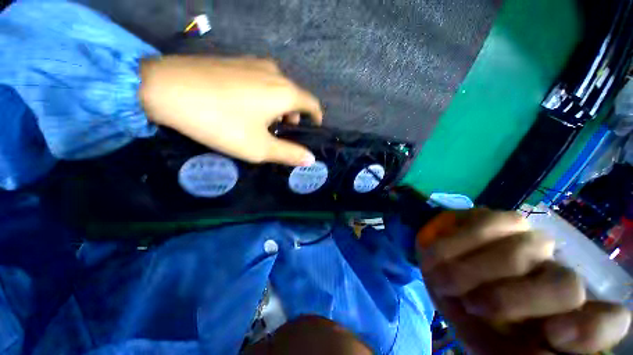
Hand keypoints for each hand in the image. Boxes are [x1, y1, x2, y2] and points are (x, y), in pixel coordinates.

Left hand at [139, 55, 322, 165]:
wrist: (165, 88)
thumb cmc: (220, 122)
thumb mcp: (259, 147)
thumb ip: (289, 154)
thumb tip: (310, 159)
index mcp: (285, 92)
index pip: (313, 104)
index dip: (316, 118)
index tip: (311, 130)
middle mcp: (275, 72)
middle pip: (295, 96)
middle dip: (294, 116)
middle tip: (280, 132)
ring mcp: (253, 62)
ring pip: (278, 88)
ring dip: (278, 106)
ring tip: (262, 121)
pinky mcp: (235, 61)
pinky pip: (261, 80)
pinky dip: (263, 95)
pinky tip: (245, 105)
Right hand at [419, 210, 631, 353]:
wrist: (446, 274)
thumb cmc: (473, 317)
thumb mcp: (491, 345)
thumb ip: (513, 353)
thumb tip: (535, 352)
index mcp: (566, 316)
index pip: (607, 321)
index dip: (588, 329)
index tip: (554, 334)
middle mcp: (561, 274)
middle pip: (565, 286)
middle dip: (511, 300)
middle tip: (471, 306)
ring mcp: (533, 241)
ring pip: (519, 253)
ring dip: (472, 273)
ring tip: (444, 282)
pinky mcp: (501, 219)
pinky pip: (482, 227)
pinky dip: (454, 246)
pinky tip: (437, 256)